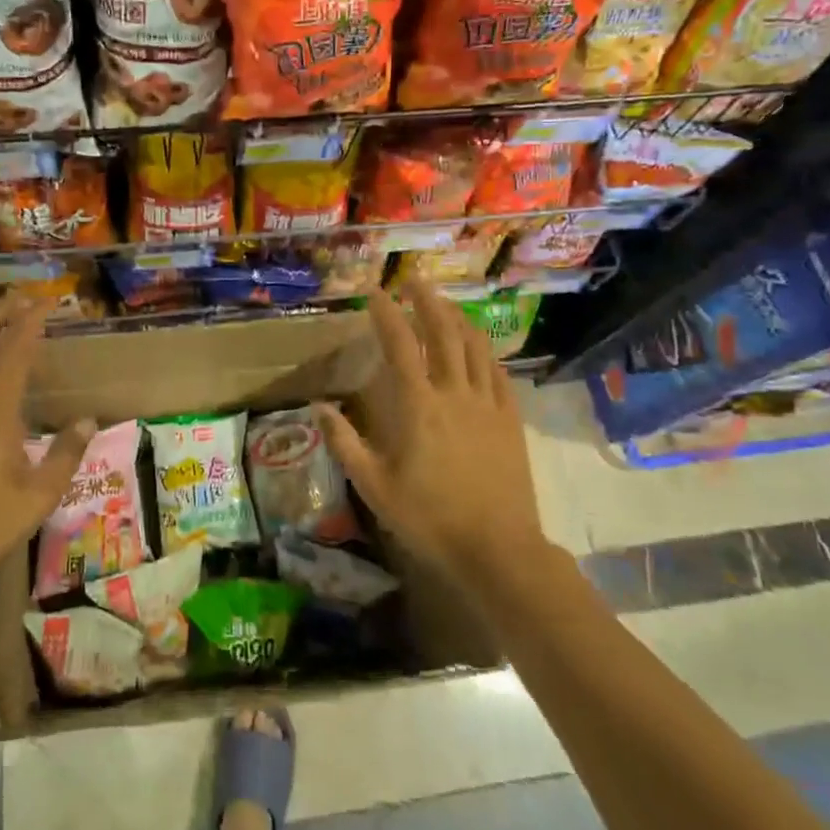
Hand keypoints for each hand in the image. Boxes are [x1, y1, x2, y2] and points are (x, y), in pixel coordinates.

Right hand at [317, 284, 544, 578]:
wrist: (496, 548)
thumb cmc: (428, 518)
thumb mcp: (374, 486)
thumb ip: (344, 442)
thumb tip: (319, 406)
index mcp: (418, 405)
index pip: (400, 344)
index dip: (386, 313)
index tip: (374, 291)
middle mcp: (454, 393)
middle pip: (443, 333)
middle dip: (427, 301)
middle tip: (415, 280)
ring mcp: (487, 404)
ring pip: (475, 347)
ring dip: (458, 318)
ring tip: (446, 303)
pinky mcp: (510, 420)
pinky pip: (499, 373)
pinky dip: (486, 351)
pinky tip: (480, 346)